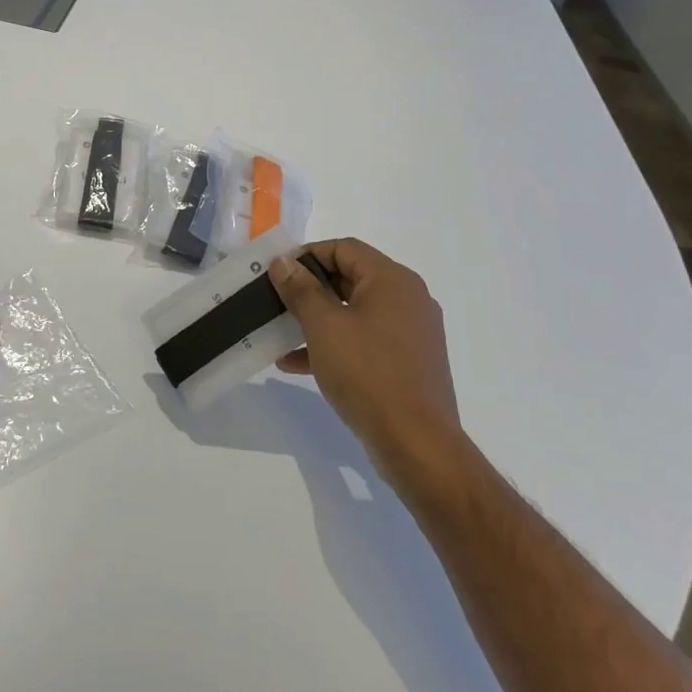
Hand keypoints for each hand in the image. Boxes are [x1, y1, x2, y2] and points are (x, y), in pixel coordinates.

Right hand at [268, 240, 463, 465]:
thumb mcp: (324, 326)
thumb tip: (283, 262)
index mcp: (392, 280)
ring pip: (354, 312)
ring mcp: (410, 333)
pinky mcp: (407, 362)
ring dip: (316, 319)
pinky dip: (333, 344)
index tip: (277, 273)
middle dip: (309, 288)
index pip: (344, 248)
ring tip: (280, 332)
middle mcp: (407, 299)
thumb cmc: (367, 373)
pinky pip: (363, 340)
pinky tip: (296, 363)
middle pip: (350, 278)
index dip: (307, 255)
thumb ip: (300, 289)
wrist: (417, 444)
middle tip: (275, 300)